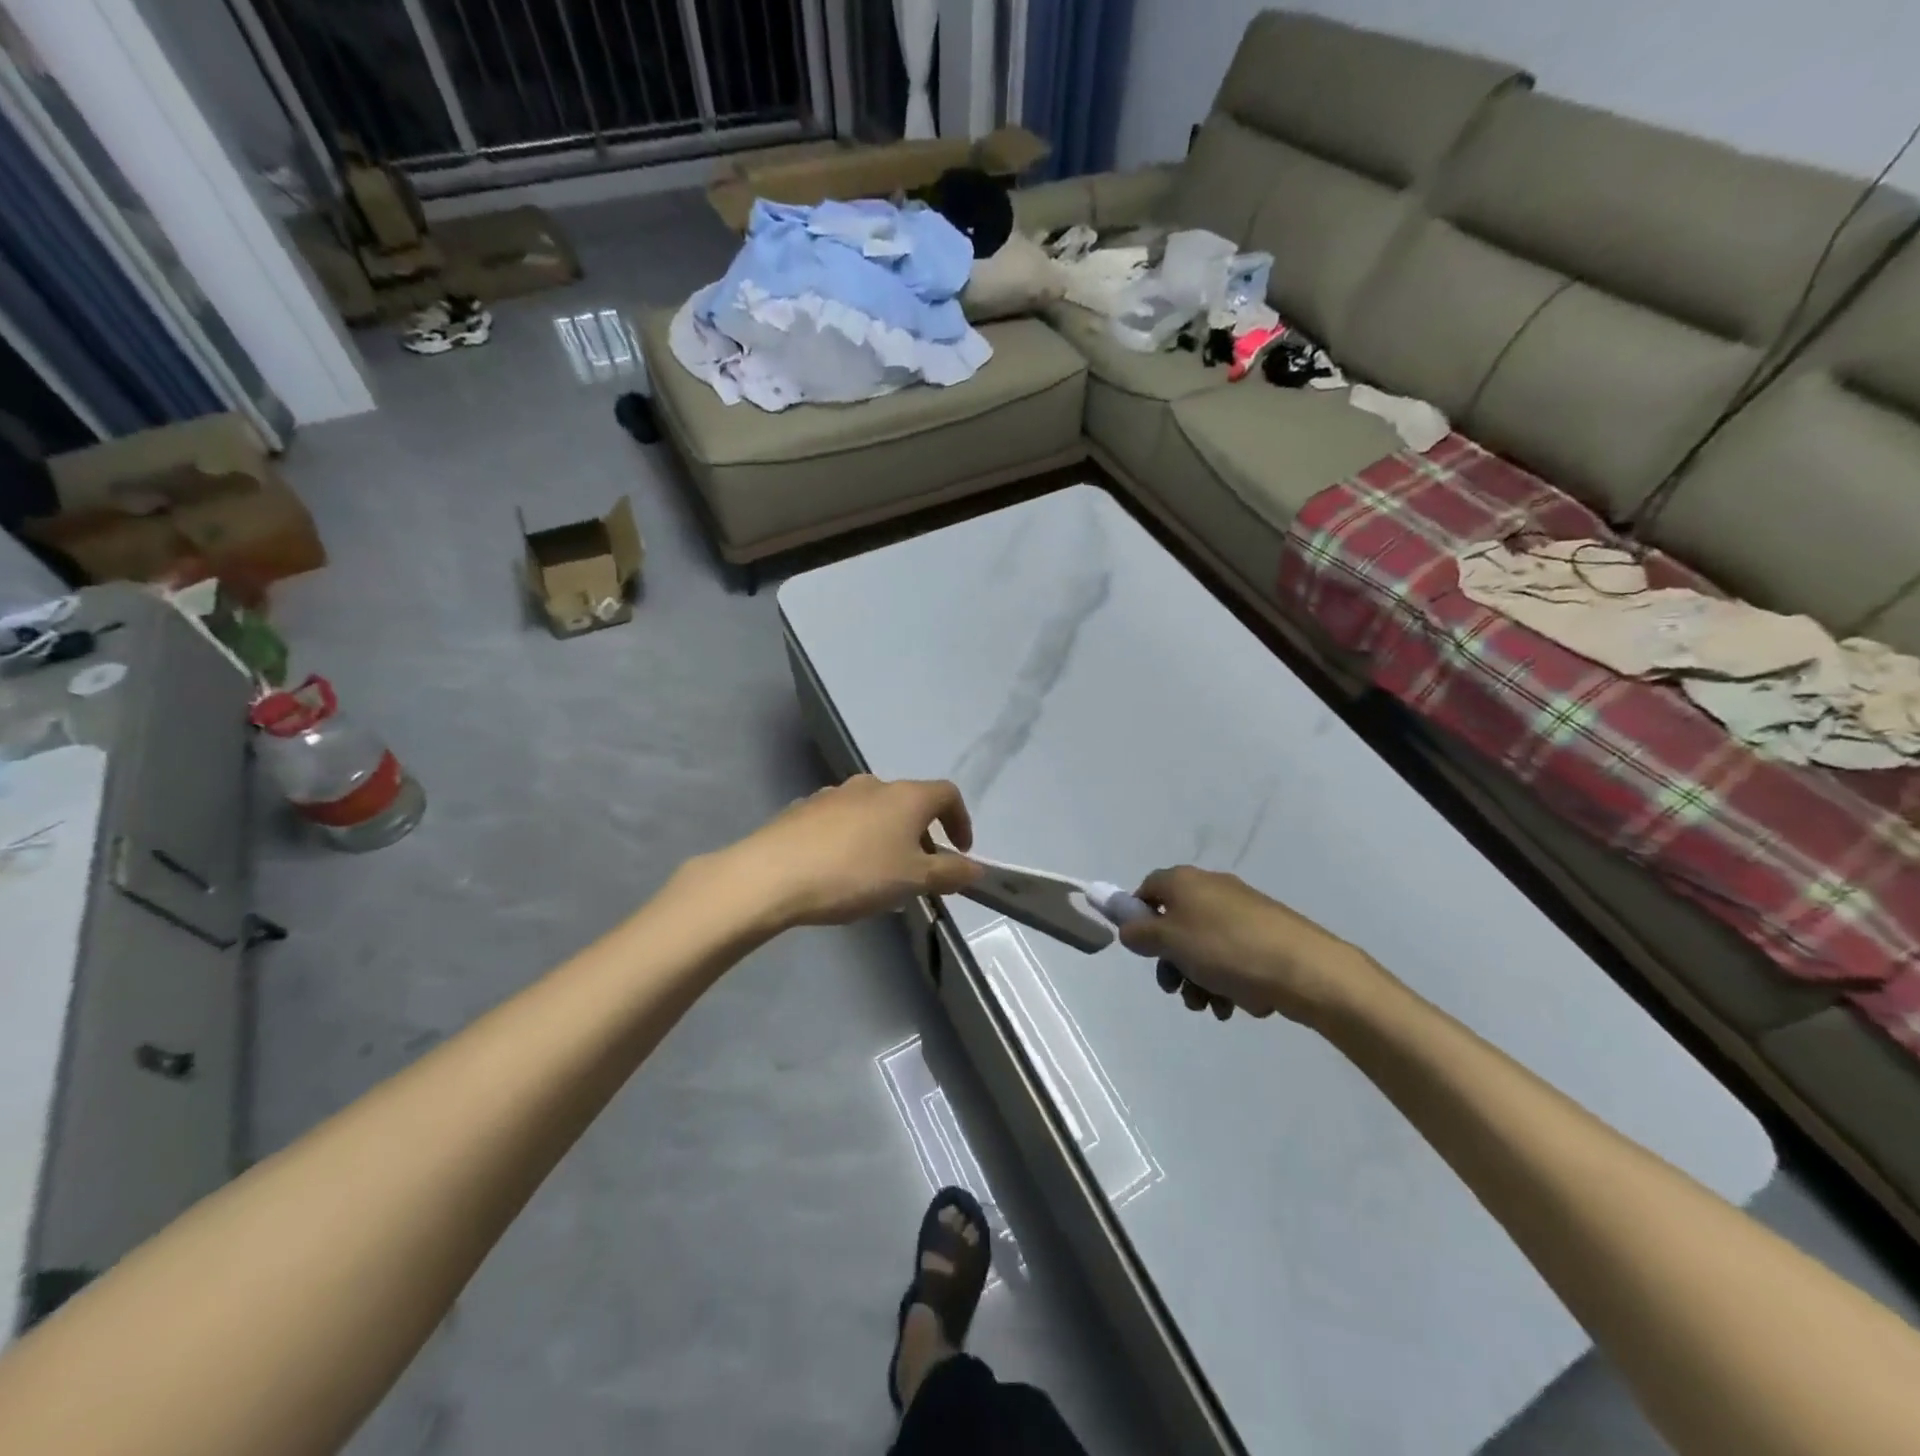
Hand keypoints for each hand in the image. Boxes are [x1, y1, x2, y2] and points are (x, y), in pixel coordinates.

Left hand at [728, 775, 982, 928]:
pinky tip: (840, 869)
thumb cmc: (855, 874)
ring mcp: (835, 793)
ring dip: (886, 835)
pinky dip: (854, 838)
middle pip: (909, 802)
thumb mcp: (912, 881)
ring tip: (879, 873)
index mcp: (906, 796)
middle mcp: (873, 785)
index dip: (960, 820)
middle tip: (919, 870)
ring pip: (874, 810)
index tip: (960, 852)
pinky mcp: (804, 808)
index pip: (947, 794)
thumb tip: (976, 868)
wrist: (772, 874)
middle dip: (921, 834)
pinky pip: (842, 821)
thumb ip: (949, 873)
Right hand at [1118, 866, 1389, 1023]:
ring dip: (1198, 977)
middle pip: (1175, 923)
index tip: (1141, 950)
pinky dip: (1226, 979)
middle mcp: (1212, 888)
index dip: (1137, 917)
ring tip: (1209, 1006)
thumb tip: (1129, 928)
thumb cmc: (1226, 950)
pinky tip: (1235, 1004)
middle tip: (1175, 989)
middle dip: (1171, 960)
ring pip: (1204, 945)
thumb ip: (1140, 933)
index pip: (1147, 889)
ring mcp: (1242, 910)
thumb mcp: (1170, 942)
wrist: (1306, 968)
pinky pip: (1232, 955)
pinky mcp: (1266, 933)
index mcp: (1185, 881)